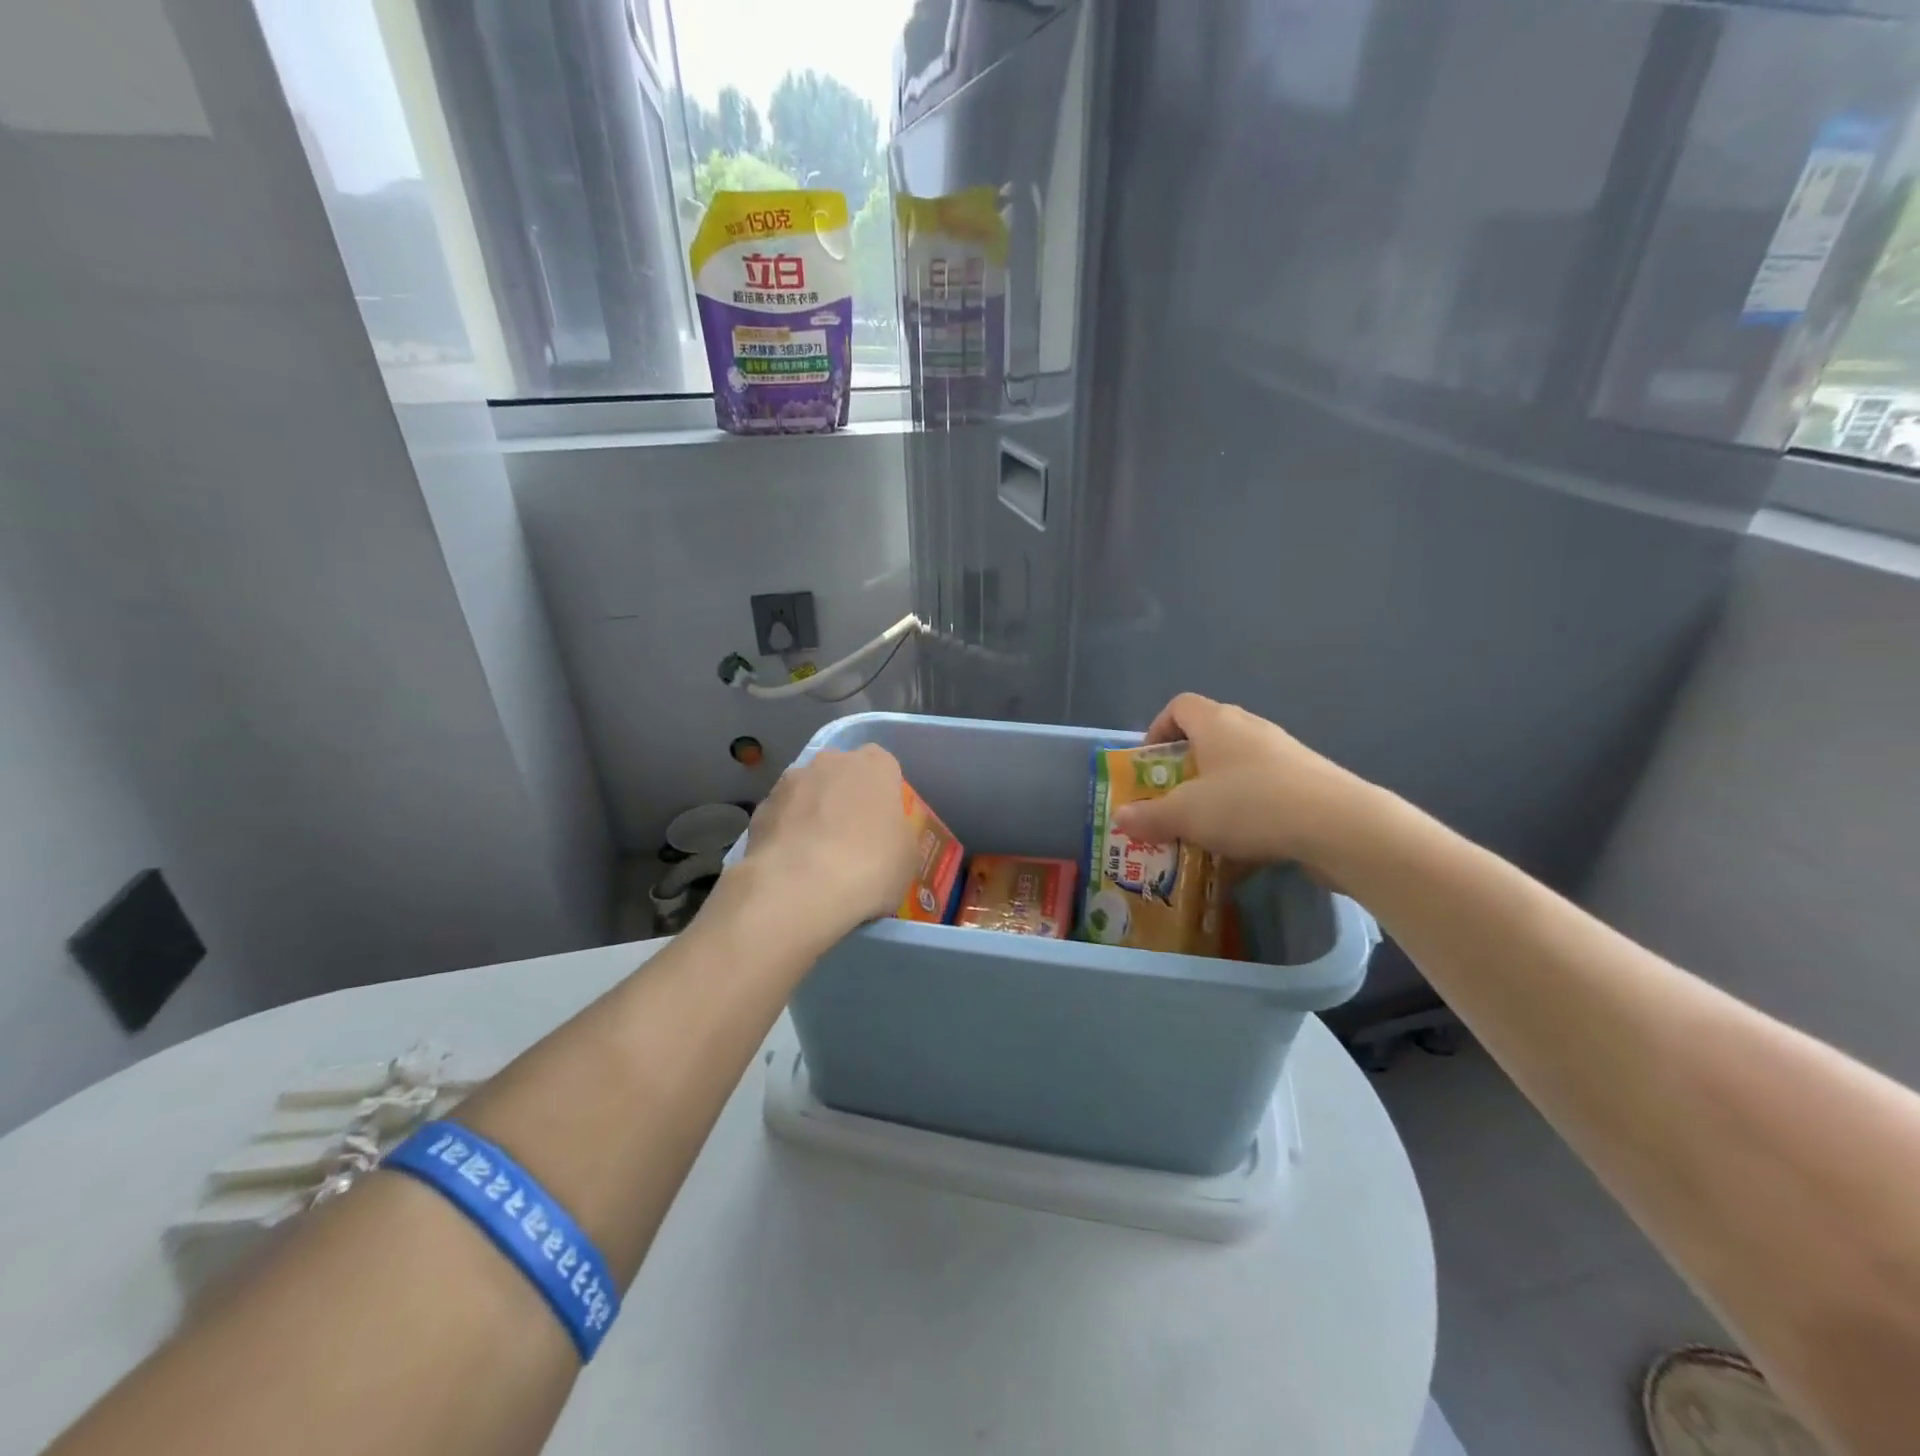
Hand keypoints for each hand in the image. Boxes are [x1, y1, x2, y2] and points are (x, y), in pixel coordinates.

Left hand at [726, 744, 917, 945]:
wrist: (798, 888)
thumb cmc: (869, 866)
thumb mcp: (907, 857)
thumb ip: (897, 835)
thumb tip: (884, 840)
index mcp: (874, 765)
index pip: (883, 765)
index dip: (883, 793)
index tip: (883, 822)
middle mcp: (830, 761)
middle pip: (842, 774)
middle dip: (845, 797)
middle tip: (851, 838)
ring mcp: (790, 782)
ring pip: (807, 792)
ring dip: (812, 814)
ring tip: (816, 858)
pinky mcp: (759, 808)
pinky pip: (781, 817)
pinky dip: (786, 834)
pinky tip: (790, 867)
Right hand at [1109, 694, 1376, 874]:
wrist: (1338, 826)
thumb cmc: (1250, 806)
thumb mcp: (1187, 815)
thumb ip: (1150, 816)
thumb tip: (1120, 818)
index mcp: (1216, 723)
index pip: (1179, 706)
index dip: (1158, 728)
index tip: (1149, 763)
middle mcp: (1250, 728)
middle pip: (1208, 736)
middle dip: (1185, 769)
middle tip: (1171, 800)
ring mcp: (1284, 753)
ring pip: (1237, 767)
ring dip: (1216, 792)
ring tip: (1204, 828)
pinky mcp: (1308, 781)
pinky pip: (1265, 790)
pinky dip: (1248, 811)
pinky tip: (1243, 846)